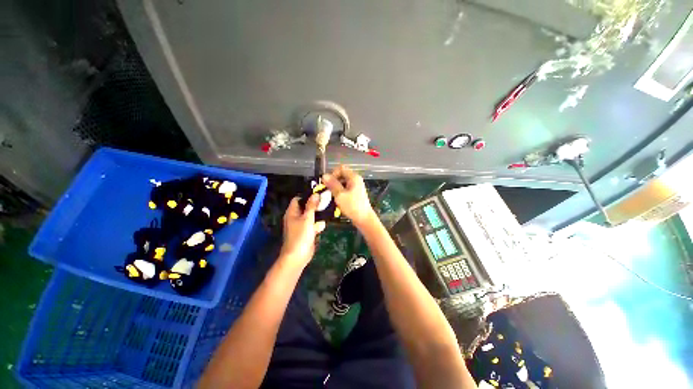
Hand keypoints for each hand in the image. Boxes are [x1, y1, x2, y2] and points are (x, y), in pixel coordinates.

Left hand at [279, 195, 325, 267]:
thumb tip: (315, 194)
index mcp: (292, 212)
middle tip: (326, 201)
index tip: (318, 193)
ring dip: (318, 214)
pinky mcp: (306, 232)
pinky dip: (318, 223)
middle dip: (315, 205)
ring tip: (328, 209)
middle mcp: (295, 217)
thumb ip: (311, 206)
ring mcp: (301, 225)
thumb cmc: (300, 235)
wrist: (298, 256)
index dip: (307, 195)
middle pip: (305, 207)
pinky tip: (325, 222)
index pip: (298, 199)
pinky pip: (312, 225)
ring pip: (310, 216)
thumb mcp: (307, 218)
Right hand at [322, 165, 375, 227]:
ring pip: (342, 182)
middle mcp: (356, 180)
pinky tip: (336, 199)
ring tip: (331, 196)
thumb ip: (332, 184)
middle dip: (333, 181)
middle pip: (341, 175)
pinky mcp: (355, 193)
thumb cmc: (352, 206)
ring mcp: (356, 187)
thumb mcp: (340, 195)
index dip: (333, 174)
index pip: (340, 168)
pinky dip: (340, 192)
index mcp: (353, 177)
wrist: (364, 219)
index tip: (328, 183)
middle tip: (328, 190)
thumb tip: (324, 175)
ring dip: (336, 187)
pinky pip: (345, 189)